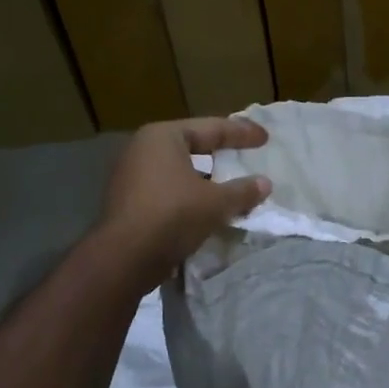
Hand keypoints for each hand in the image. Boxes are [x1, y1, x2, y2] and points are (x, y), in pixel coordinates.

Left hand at [99, 116, 272, 289]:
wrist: (124, 259)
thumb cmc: (172, 215)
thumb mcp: (216, 202)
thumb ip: (243, 191)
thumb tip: (265, 184)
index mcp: (163, 137)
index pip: (211, 128)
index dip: (241, 133)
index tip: (265, 138)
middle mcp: (142, 149)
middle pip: (192, 145)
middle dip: (220, 152)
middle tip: (245, 154)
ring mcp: (130, 175)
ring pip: (179, 170)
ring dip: (205, 178)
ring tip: (229, 184)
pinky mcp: (127, 201)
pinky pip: (167, 189)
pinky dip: (188, 194)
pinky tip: (206, 207)